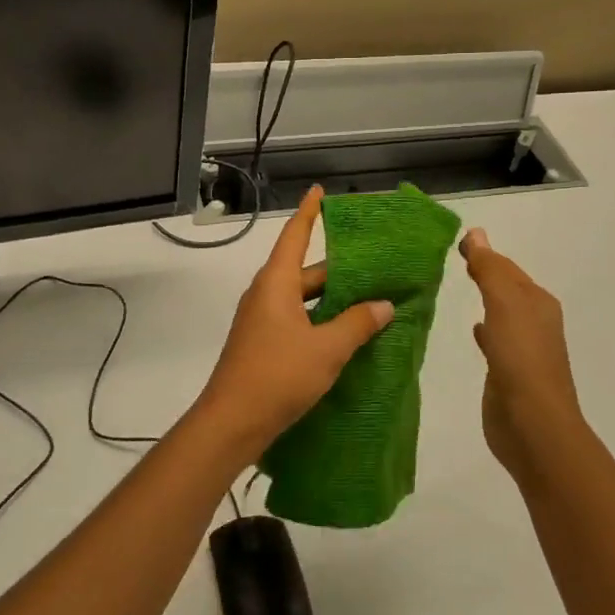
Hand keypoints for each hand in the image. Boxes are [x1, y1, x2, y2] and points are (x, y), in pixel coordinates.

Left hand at [194, 186, 394, 455]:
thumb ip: (357, 323)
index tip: (318, 191)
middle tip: (375, 265)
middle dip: (338, 268)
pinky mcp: (263, 345)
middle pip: (305, 271)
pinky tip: (346, 335)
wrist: (231, 423)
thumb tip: (383, 305)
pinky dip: (321, 321)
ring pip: (303, 299)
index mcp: (276, 283)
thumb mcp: (327, 348)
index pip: (294, 236)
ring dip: (332, 299)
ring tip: (370, 300)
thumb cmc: (278, 375)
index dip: (308, 213)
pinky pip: (297, 320)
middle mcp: (266, 295)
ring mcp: (261, 321)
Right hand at [460, 228, 587, 480]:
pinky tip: (475, 331)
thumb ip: (489, 269)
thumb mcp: (504, 304)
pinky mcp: (509, 373)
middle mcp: (535, 323)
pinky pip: (495, 341)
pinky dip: (485, 330)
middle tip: (459, 260)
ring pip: (502, 314)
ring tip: (461, 288)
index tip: (458, 242)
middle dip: (487, 275)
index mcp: (538, 303)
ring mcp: (523, 350)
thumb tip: (475, 232)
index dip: (486, 254)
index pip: (509, 269)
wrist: (533, 424)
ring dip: (486, 300)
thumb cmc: (521, 357)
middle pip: (508, 289)